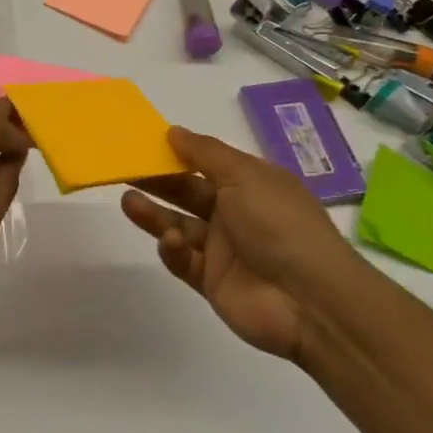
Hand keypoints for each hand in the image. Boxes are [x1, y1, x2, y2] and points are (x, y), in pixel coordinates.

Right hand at [121, 127, 356, 361]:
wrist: (310, 301)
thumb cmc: (279, 224)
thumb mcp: (244, 174)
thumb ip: (204, 152)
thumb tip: (173, 131)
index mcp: (250, 184)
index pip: (206, 163)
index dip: (177, 153)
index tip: (144, 144)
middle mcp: (236, 214)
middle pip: (187, 193)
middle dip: (157, 181)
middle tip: (122, 170)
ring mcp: (223, 250)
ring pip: (178, 225)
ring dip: (154, 214)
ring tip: (128, 201)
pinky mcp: (211, 281)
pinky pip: (183, 261)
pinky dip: (173, 250)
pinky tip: (170, 243)